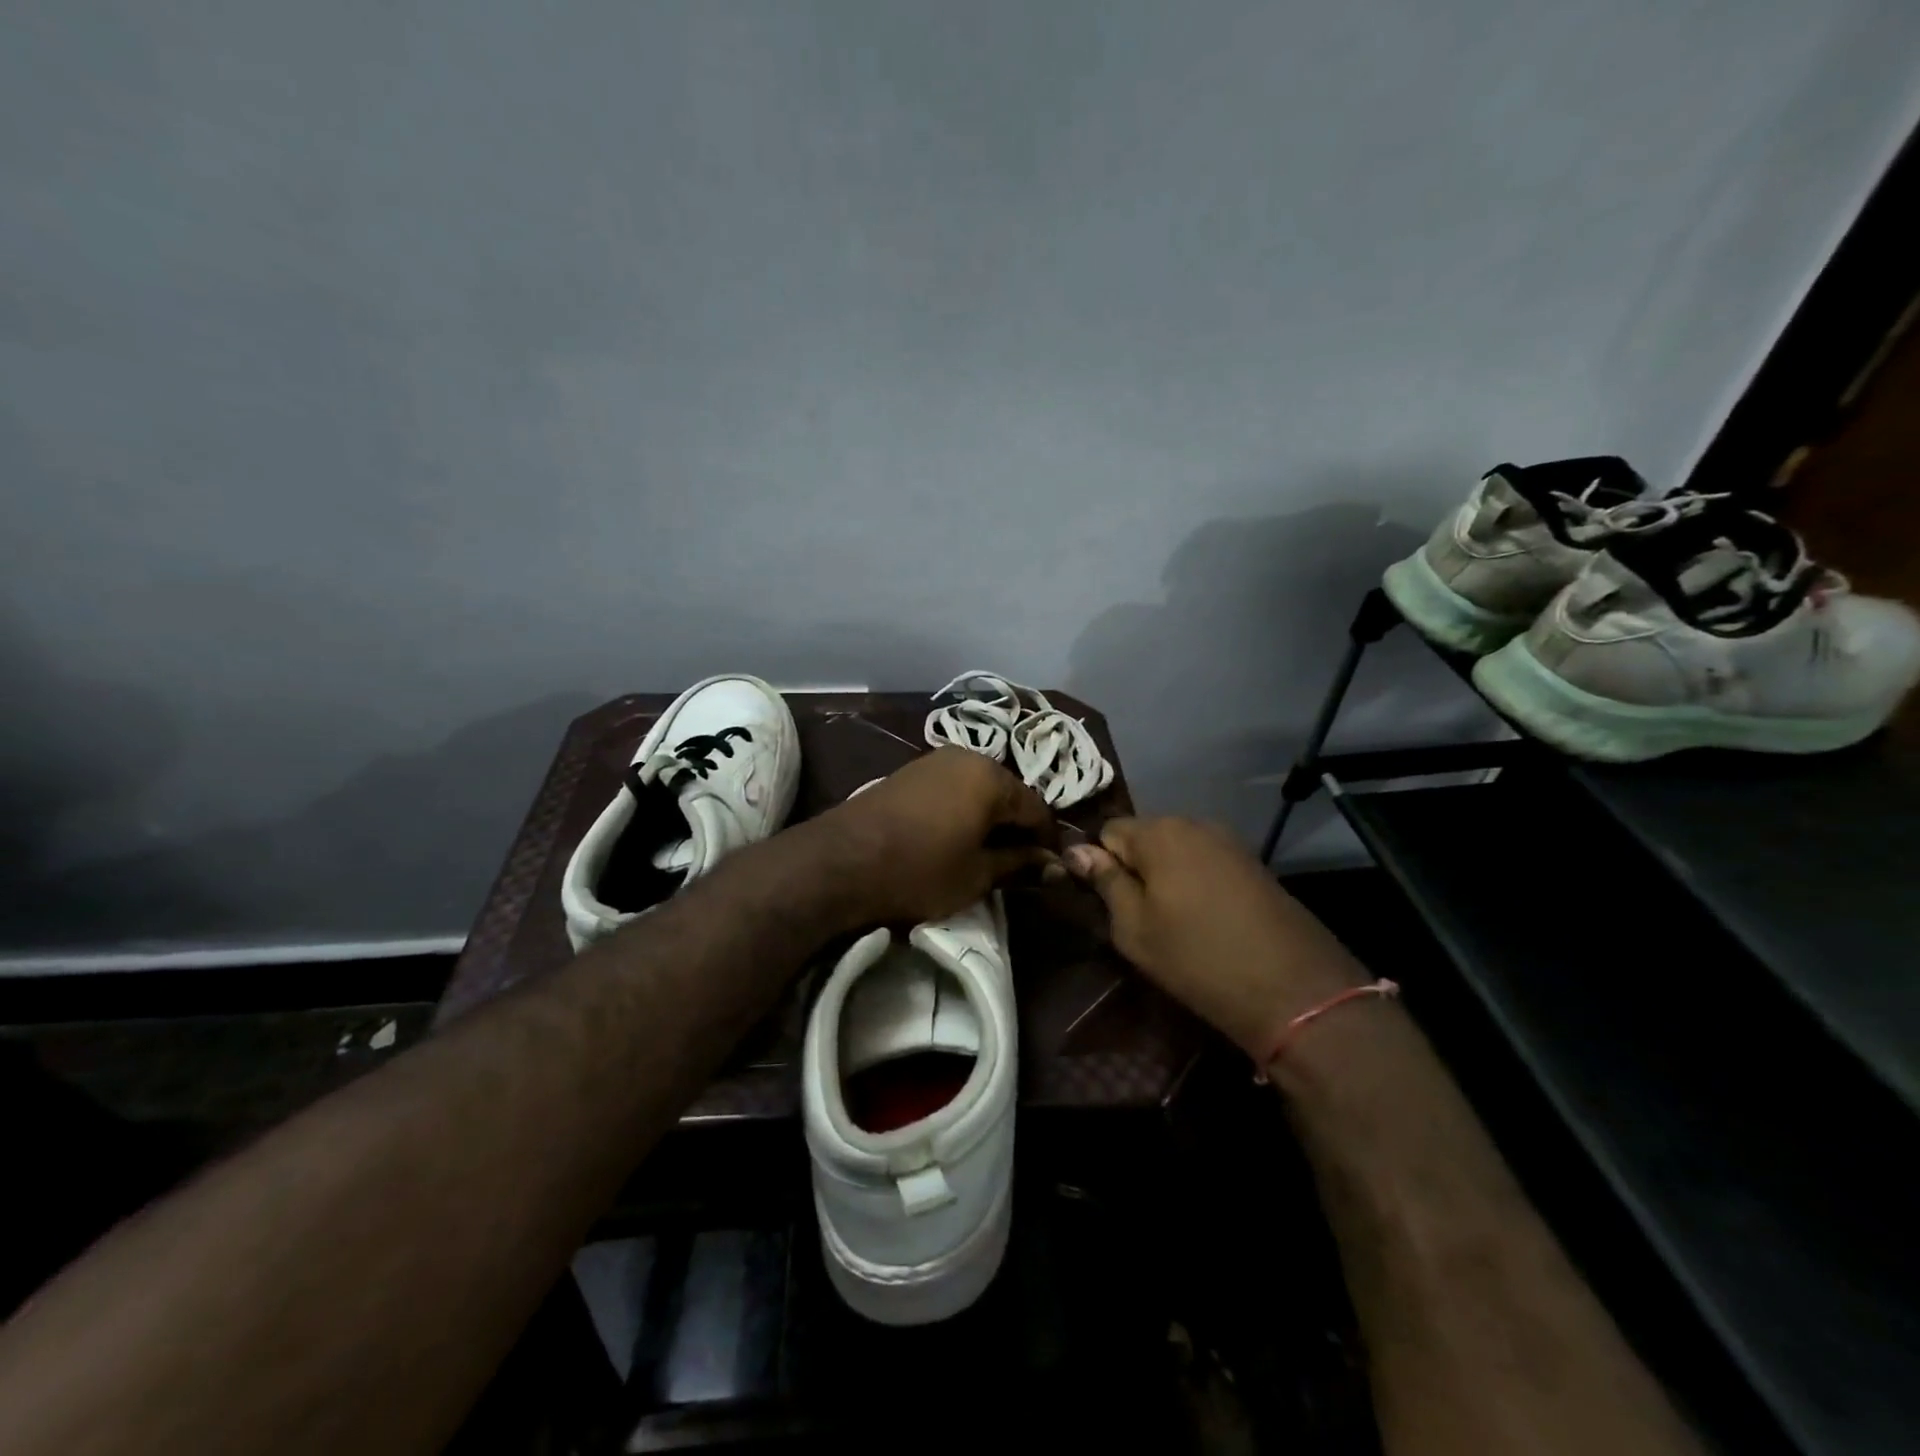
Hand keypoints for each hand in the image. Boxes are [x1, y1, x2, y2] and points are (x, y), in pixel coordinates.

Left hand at [817, 747, 1057, 925]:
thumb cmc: (920, 869)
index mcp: (991, 777)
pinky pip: (952, 788)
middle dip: (1017, 826)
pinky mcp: (910, 771)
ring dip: (989, 818)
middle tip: (1019, 864)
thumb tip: (1053, 864)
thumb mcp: (977, 875)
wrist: (841, 860)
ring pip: (979, 789)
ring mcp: (935, 760)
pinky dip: (963, 810)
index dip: (1047, 840)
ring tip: (987, 853)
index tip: (1050, 868)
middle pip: (1008, 793)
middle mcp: (967, 756)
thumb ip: (1019, 864)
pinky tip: (956, 837)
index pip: (1037, 808)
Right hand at [1065, 816, 1365, 1058]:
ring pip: (1176, 850)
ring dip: (1166, 876)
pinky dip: (1196, 882)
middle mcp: (1194, 822)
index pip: (1107, 831)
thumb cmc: (1198, 959)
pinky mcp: (1253, 863)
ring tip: (1173, 921)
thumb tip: (1076, 849)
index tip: (1106, 903)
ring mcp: (1229, 841)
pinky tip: (1206, 919)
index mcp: (1159, 832)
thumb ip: (1105, 882)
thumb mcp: (1135, 928)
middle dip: (1135, 868)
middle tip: (1138, 918)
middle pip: (1144, 836)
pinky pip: (1206, 861)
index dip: (1100, 864)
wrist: (1294, 989)